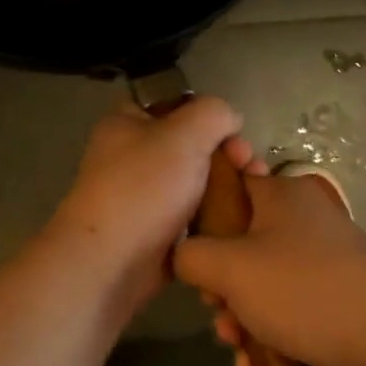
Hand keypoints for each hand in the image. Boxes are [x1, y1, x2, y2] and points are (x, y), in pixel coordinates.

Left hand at [44, 97, 246, 312]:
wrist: (111, 263)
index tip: (235, 131)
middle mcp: (132, 156)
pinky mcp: (156, 231)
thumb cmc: (143, 188)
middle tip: (250, 167)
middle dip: (226, 153)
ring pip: (195, 182)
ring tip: (254, 195)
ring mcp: (143, 196)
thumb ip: (213, 113)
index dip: (208, 112)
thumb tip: (230, 119)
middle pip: (191, 144)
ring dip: (226, 187)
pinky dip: (216, 217)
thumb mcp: (184, 133)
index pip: (174, 103)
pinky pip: (193, 216)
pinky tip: (240, 220)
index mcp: (126, 123)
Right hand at [174, 169, 365, 365]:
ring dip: (239, 316)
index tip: (189, 248)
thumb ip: (190, 255)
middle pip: (240, 244)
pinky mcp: (331, 303)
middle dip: (220, 285)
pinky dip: (267, 335)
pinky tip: (255, 363)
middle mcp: (303, 224)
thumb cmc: (302, 291)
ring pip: (260, 284)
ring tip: (236, 343)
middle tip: (216, 307)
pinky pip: (285, 312)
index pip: (230, 184)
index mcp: (282, 196)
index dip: (201, 214)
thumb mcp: (229, 267)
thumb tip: (182, 257)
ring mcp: (320, 265)